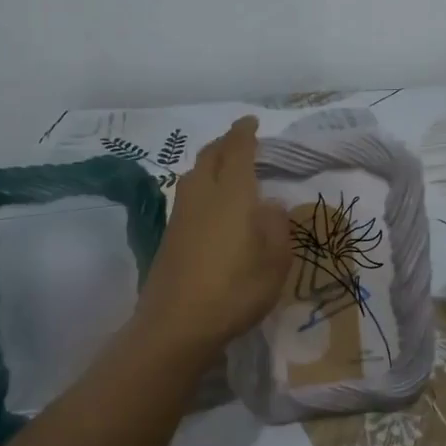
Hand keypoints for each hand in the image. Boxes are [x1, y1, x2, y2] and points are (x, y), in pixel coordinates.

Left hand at [133, 117, 290, 359]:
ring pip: (193, 175)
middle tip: (240, 140)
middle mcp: (201, 196)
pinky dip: (201, 186)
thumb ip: (276, 227)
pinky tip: (211, 204)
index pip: (237, 151)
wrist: (176, 324)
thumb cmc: (234, 290)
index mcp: (231, 194)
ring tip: (226, 168)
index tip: (251, 121)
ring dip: (210, 163)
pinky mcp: (169, 236)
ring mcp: (180, 215)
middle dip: (225, 142)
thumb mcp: (274, 262)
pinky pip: (187, 196)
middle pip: (209, 156)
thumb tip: (269, 204)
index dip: (244, 133)